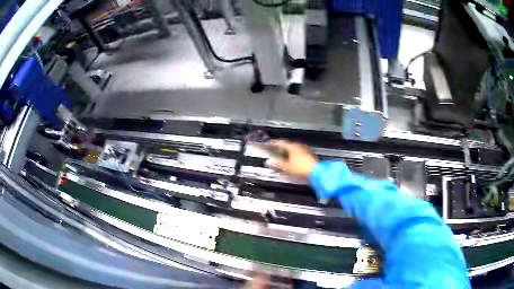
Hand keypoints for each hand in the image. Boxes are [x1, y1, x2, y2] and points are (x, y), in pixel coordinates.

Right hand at [263, 140, 318, 178]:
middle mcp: (298, 146)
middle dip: (280, 148)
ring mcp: (305, 150)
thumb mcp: (286, 168)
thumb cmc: (300, 169)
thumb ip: (277, 164)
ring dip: (287, 152)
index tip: (268, 144)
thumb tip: (268, 161)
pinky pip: (297, 153)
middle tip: (274, 151)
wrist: (317, 173)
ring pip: (293, 149)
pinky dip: (292, 155)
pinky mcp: (309, 155)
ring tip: (281, 157)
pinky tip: (291, 160)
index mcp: (292, 146)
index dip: (274, 144)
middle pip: (287, 145)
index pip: (281, 143)